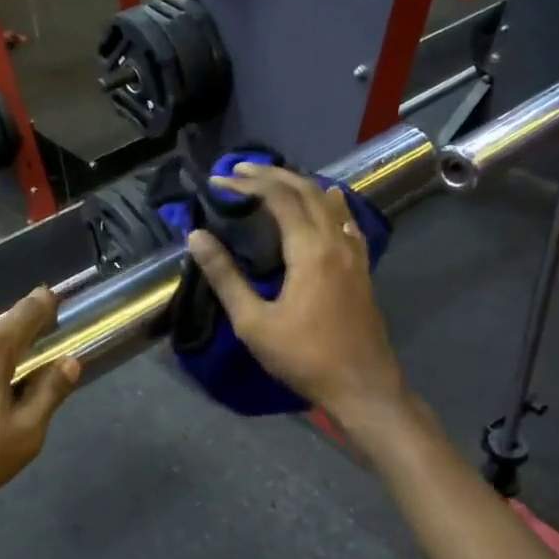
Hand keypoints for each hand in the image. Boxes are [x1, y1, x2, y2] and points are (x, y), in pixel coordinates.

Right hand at [186, 164, 405, 422]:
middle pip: (306, 190)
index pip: (279, 198)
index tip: (219, 180)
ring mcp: (354, 253)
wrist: (362, 387)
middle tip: (240, 171)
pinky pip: (346, 220)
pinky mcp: (362, 268)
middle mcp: (335, 241)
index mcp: (309, 250)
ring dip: (300, 184)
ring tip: (273, 181)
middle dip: (272, 175)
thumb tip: (197, 236)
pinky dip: (328, 204)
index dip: (248, 183)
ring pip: (329, 201)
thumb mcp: (254, 322)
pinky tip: (323, 206)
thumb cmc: (303, 357)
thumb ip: (225, 276)